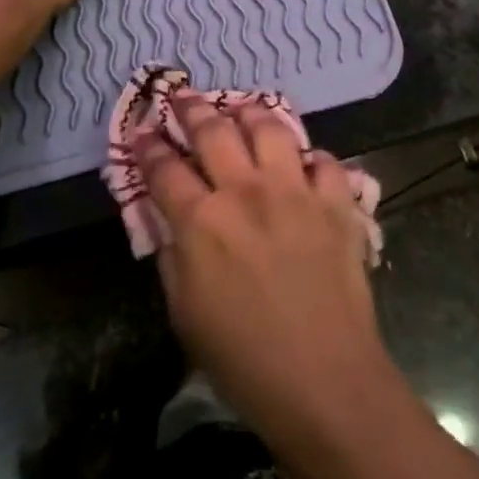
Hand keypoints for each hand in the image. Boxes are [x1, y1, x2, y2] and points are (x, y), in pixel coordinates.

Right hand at [141, 98, 402, 449]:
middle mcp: (246, 192)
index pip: (164, 169)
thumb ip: (173, 257)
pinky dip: (310, 157)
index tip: (142, 132)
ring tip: (240, 108)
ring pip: (269, 128)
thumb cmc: (244, 361)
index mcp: (201, 222)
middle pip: (213, 131)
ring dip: (249, 112)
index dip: (148, 146)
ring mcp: (295, 192)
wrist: (324, 382)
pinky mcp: (336, 203)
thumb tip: (169, 220)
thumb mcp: (185, 314)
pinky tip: (303, 162)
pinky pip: (323, 161)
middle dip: (191, 108)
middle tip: (182, 96)